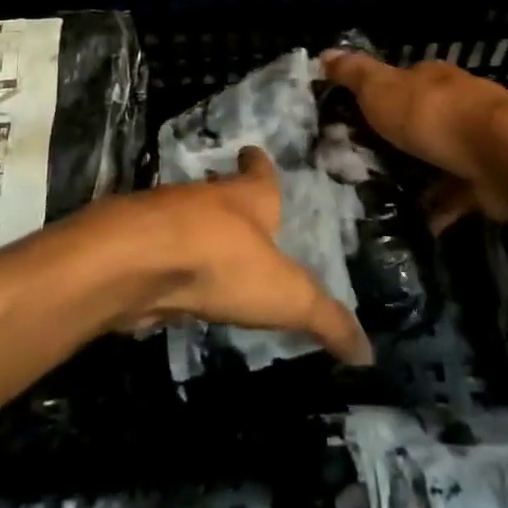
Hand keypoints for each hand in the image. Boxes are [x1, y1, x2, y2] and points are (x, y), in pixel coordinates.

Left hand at [99, 147, 372, 365]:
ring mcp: (167, 219)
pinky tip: (171, 282)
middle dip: (228, 200)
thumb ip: (326, 319)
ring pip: (186, 219)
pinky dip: (166, 262)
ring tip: (208, 249)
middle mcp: (207, 199)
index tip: (254, 152)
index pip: (259, 172)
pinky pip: (159, 251)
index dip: (259, 164)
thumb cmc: (224, 261)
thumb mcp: (288, 295)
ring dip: (196, 231)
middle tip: (238, 211)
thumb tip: (370, 354)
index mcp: (248, 197)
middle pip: (220, 193)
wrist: (139, 260)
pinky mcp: (137, 247)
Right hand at [320, 49, 507, 231]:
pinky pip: (456, 194)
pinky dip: (439, 208)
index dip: (377, 96)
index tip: (350, 117)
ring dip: (418, 174)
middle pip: (420, 119)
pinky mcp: (487, 179)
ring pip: (439, 157)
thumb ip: (355, 75)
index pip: (400, 81)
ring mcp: (475, 142)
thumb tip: (325, 53)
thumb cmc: (433, 115)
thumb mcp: (382, 90)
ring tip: (383, 197)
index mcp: (431, 80)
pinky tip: (418, 223)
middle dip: (397, 138)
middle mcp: (456, 105)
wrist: (500, 155)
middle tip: (361, 162)